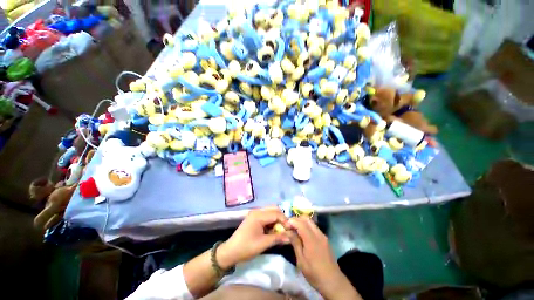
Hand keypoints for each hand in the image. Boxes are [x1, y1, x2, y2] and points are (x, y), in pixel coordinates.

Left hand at [218, 207, 289, 268]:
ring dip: (277, 219)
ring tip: (280, 230)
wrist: (230, 251)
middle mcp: (257, 211)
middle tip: (286, 229)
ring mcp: (255, 214)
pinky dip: (272, 221)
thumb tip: (290, 237)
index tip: (290, 230)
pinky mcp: (254, 218)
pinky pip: (266, 216)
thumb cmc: (246, 247)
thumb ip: (277, 238)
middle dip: (281, 218)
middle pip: (274, 209)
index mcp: (259, 215)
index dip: (285, 221)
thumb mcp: (263, 244)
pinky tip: (273, 230)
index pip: (276, 213)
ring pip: (270, 212)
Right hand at [288, 217, 360, 299]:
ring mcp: (323, 236)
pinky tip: (303, 235)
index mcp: (312, 240)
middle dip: (296, 219)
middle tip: (289, 226)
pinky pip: (314, 227)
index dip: (292, 221)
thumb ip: (295, 243)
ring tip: (295, 230)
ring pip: (311, 222)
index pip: (300, 223)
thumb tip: (288, 231)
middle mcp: (318, 234)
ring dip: (302, 222)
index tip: (285, 225)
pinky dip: (307, 227)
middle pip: (306, 219)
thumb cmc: (314, 274)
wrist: (333, 282)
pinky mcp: (325, 239)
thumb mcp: (301, 261)